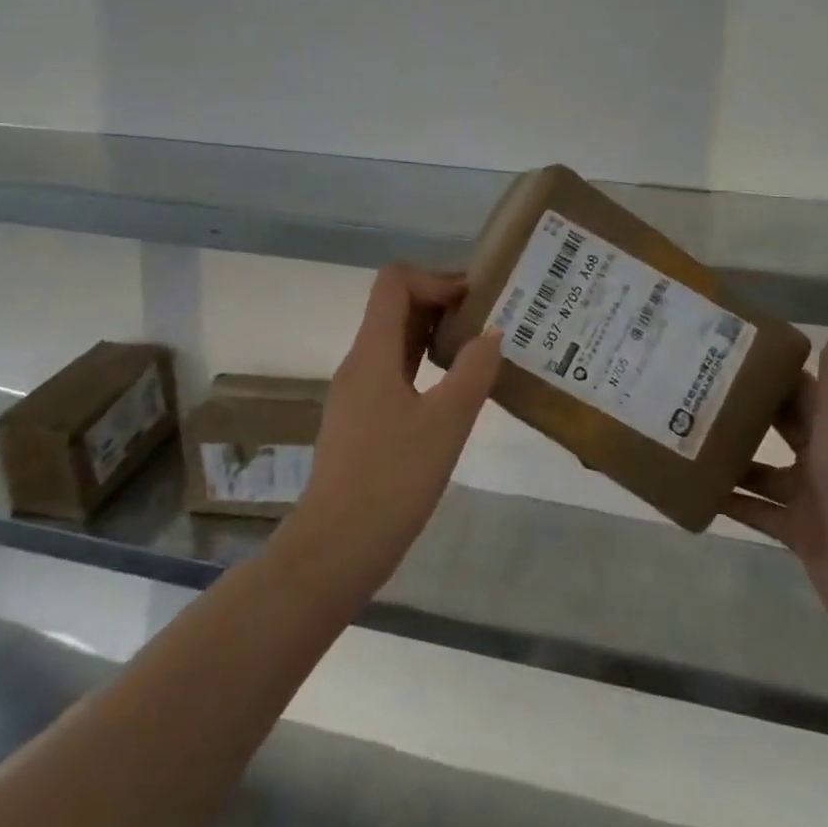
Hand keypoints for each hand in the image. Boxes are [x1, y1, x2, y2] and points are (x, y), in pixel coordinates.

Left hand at [285, 264, 501, 596]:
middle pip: (395, 306)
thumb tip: (492, 333)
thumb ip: (473, 372)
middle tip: (487, 320)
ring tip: (478, 350)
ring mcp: (357, 392)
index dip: (436, 278)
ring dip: (434, 333)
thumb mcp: (446, 423)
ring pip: (395, 340)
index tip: (476, 300)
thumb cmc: (392, 480)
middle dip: (441, 302)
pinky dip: (424, 364)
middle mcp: (360, 362)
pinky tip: (454, 390)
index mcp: (373, 352)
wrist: (335, 548)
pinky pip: (393, 370)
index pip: (395, 281)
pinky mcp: (361, 419)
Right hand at [726, 330, 827, 648]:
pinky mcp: (799, 533)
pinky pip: (758, 511)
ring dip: (735, 456)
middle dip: (748, 411)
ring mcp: (815, 499)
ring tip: (689, 435)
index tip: (730, 354)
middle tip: (697, 390)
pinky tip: (697, 487)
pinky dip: (732, 501)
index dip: (774, 372)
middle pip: (784, 428)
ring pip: (766, 470)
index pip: (806, 391)